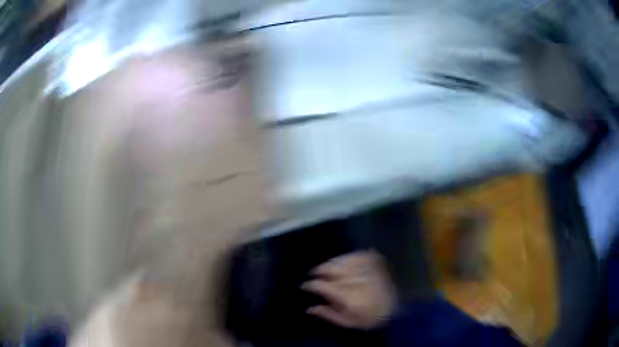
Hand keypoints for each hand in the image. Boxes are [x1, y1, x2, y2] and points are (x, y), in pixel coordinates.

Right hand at [301, 250, 395, 329]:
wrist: (397, 309)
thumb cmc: (370, 319)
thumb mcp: (348, 322)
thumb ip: (328, 314)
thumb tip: (309, 308)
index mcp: (346, 295)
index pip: (321, 285)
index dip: (310, 284)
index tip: (304, 286)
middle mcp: (354, 278)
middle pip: (330, 268)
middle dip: (318, 270)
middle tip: (313, 274)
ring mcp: (365, 267)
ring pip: (341, 259)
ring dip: (330, 262)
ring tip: (326, 267)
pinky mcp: (374, 261)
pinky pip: (356, 254)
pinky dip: (347, 257)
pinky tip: (344, 261)